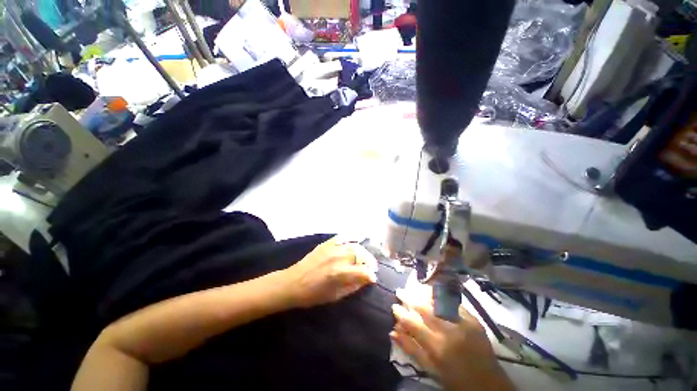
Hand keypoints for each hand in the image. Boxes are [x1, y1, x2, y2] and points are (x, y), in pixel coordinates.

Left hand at [282, 237, 377, 308]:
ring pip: (354, 245)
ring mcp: (332, 248)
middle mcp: (338, 257)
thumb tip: (366, 280)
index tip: (373, 278)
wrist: (293, 282)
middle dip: (369, 262)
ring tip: (365, 258)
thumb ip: (352, 286)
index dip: (371, 275)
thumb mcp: (335, 296)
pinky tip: (356, 241)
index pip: (363, 271)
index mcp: (339, 273)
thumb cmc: (313, 294)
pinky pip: (343, 237)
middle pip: (361, 255)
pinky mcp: (327, 243)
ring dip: (363, 252)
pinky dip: (351, 238)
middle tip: (371, 267)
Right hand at [391, 289, 514, 390]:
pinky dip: (439, 295)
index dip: (400, 313)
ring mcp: (462, 322)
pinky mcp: (473, 318)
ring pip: (437, 300)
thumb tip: (393, 331)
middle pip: (423, 307)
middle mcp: (449, 331)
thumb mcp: (431, 369)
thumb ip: (411, 349)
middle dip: (409, 297)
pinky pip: (452, 301)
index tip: (394, 306)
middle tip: (400, 291)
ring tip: (413, 289)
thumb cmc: (455, 379)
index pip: (412, 322)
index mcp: (437, 346)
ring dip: (422, 292)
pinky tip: (431, 292)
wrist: (488, 384)